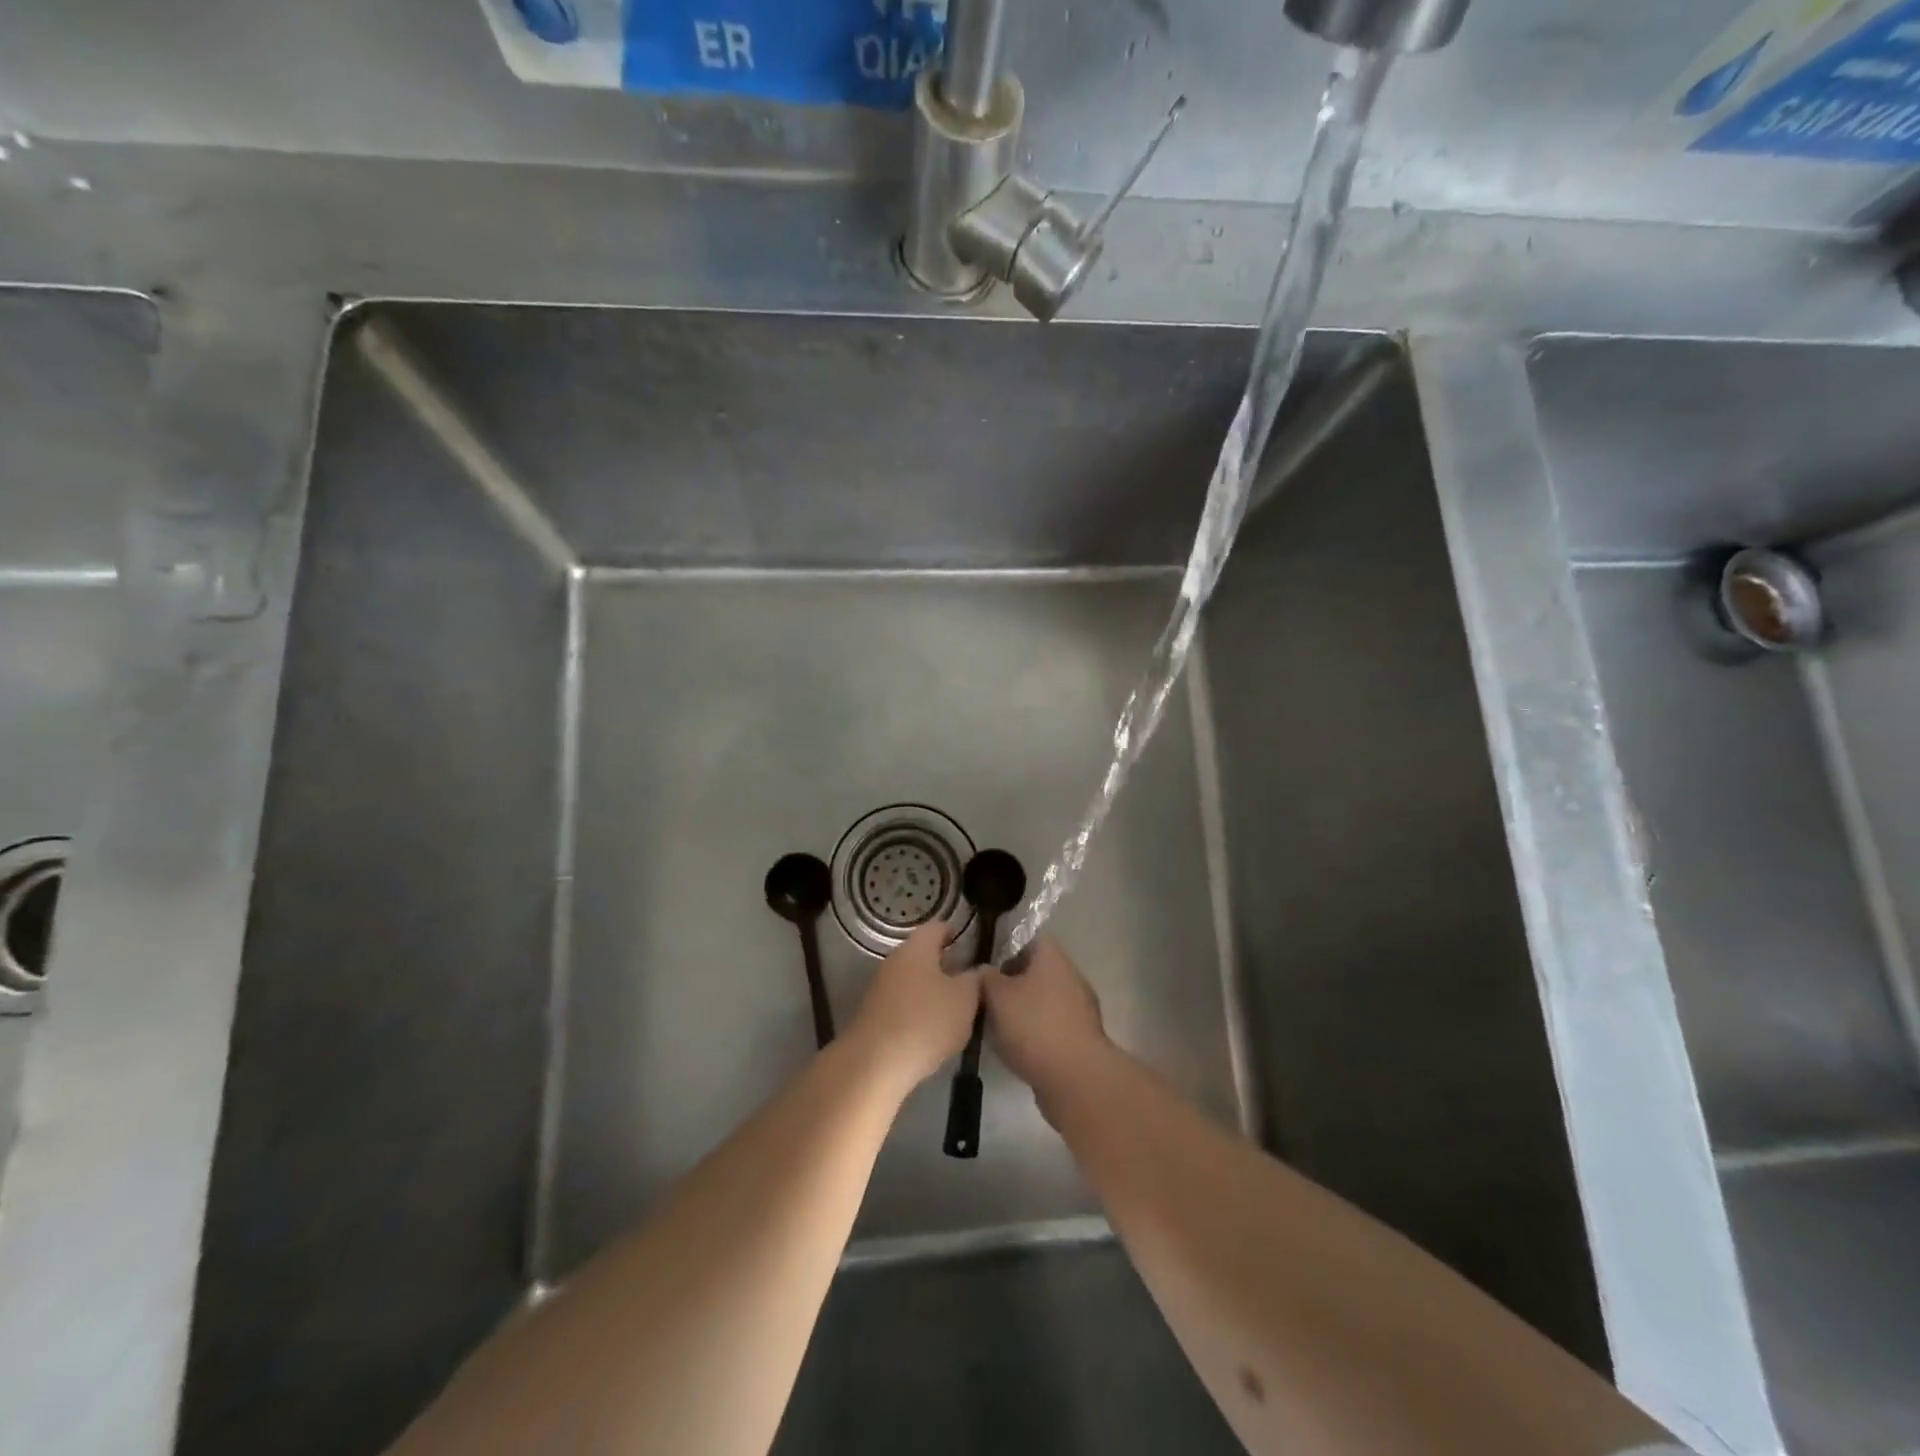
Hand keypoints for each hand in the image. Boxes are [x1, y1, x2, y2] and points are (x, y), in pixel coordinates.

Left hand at [846, 921, 981, 1091]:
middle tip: (969, 982)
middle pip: (923, 955)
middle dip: (945, 966)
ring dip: (931, 991)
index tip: (972, 946)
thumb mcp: (965, 999)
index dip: (955, 933)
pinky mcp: (873, 1014)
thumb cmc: (926, 1021)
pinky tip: (932, 1031)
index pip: (937, 927)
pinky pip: (902, 1004)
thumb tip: (976, 971)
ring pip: (912, 981)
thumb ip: (975, 980)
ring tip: (955, 1010)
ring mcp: (880, 988)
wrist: (875, 1063)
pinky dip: (917, 1011)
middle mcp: (894, 961)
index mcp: (916, 948)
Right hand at [982, 937, 1109, 1117]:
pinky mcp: (1080, 1037)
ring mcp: (1079, 1007)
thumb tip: (982, 970)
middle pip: (1033, 968)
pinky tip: (1012, 1045)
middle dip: (1008, 980)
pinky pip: (1049, 1024)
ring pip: (1040, 998)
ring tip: (991, 1021)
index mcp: (1051, 956)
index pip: (1025, 937)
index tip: (980, 959)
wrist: (1076, 1079)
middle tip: (980, 992)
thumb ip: (985, 977)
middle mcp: (1069, 975)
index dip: (1001, 945)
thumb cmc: (1034, 1026)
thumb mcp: (997, 996)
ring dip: (1020, 1007)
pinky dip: (1032, 1031)